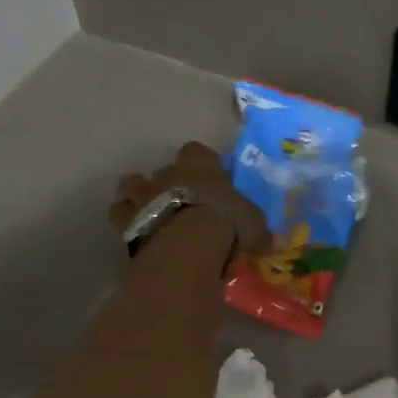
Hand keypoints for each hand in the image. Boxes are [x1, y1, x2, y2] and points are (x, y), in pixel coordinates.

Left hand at [107, 142, 272, 256]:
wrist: (186, 246)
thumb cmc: (225, 223)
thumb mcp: (253, 225)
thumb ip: (259, 231)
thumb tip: (276, 242)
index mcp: (199, 165)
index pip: (196, 151)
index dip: (201, 163)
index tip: (209, 177)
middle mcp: (167, 174)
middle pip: (159, 169)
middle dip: (165, 182)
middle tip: (177, 200)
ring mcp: (143, 196)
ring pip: (130, 187)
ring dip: (137, 198)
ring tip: (148, 214)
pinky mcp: (126, 223)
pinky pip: (121, 219)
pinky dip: (128, 225)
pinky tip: (139, 237)